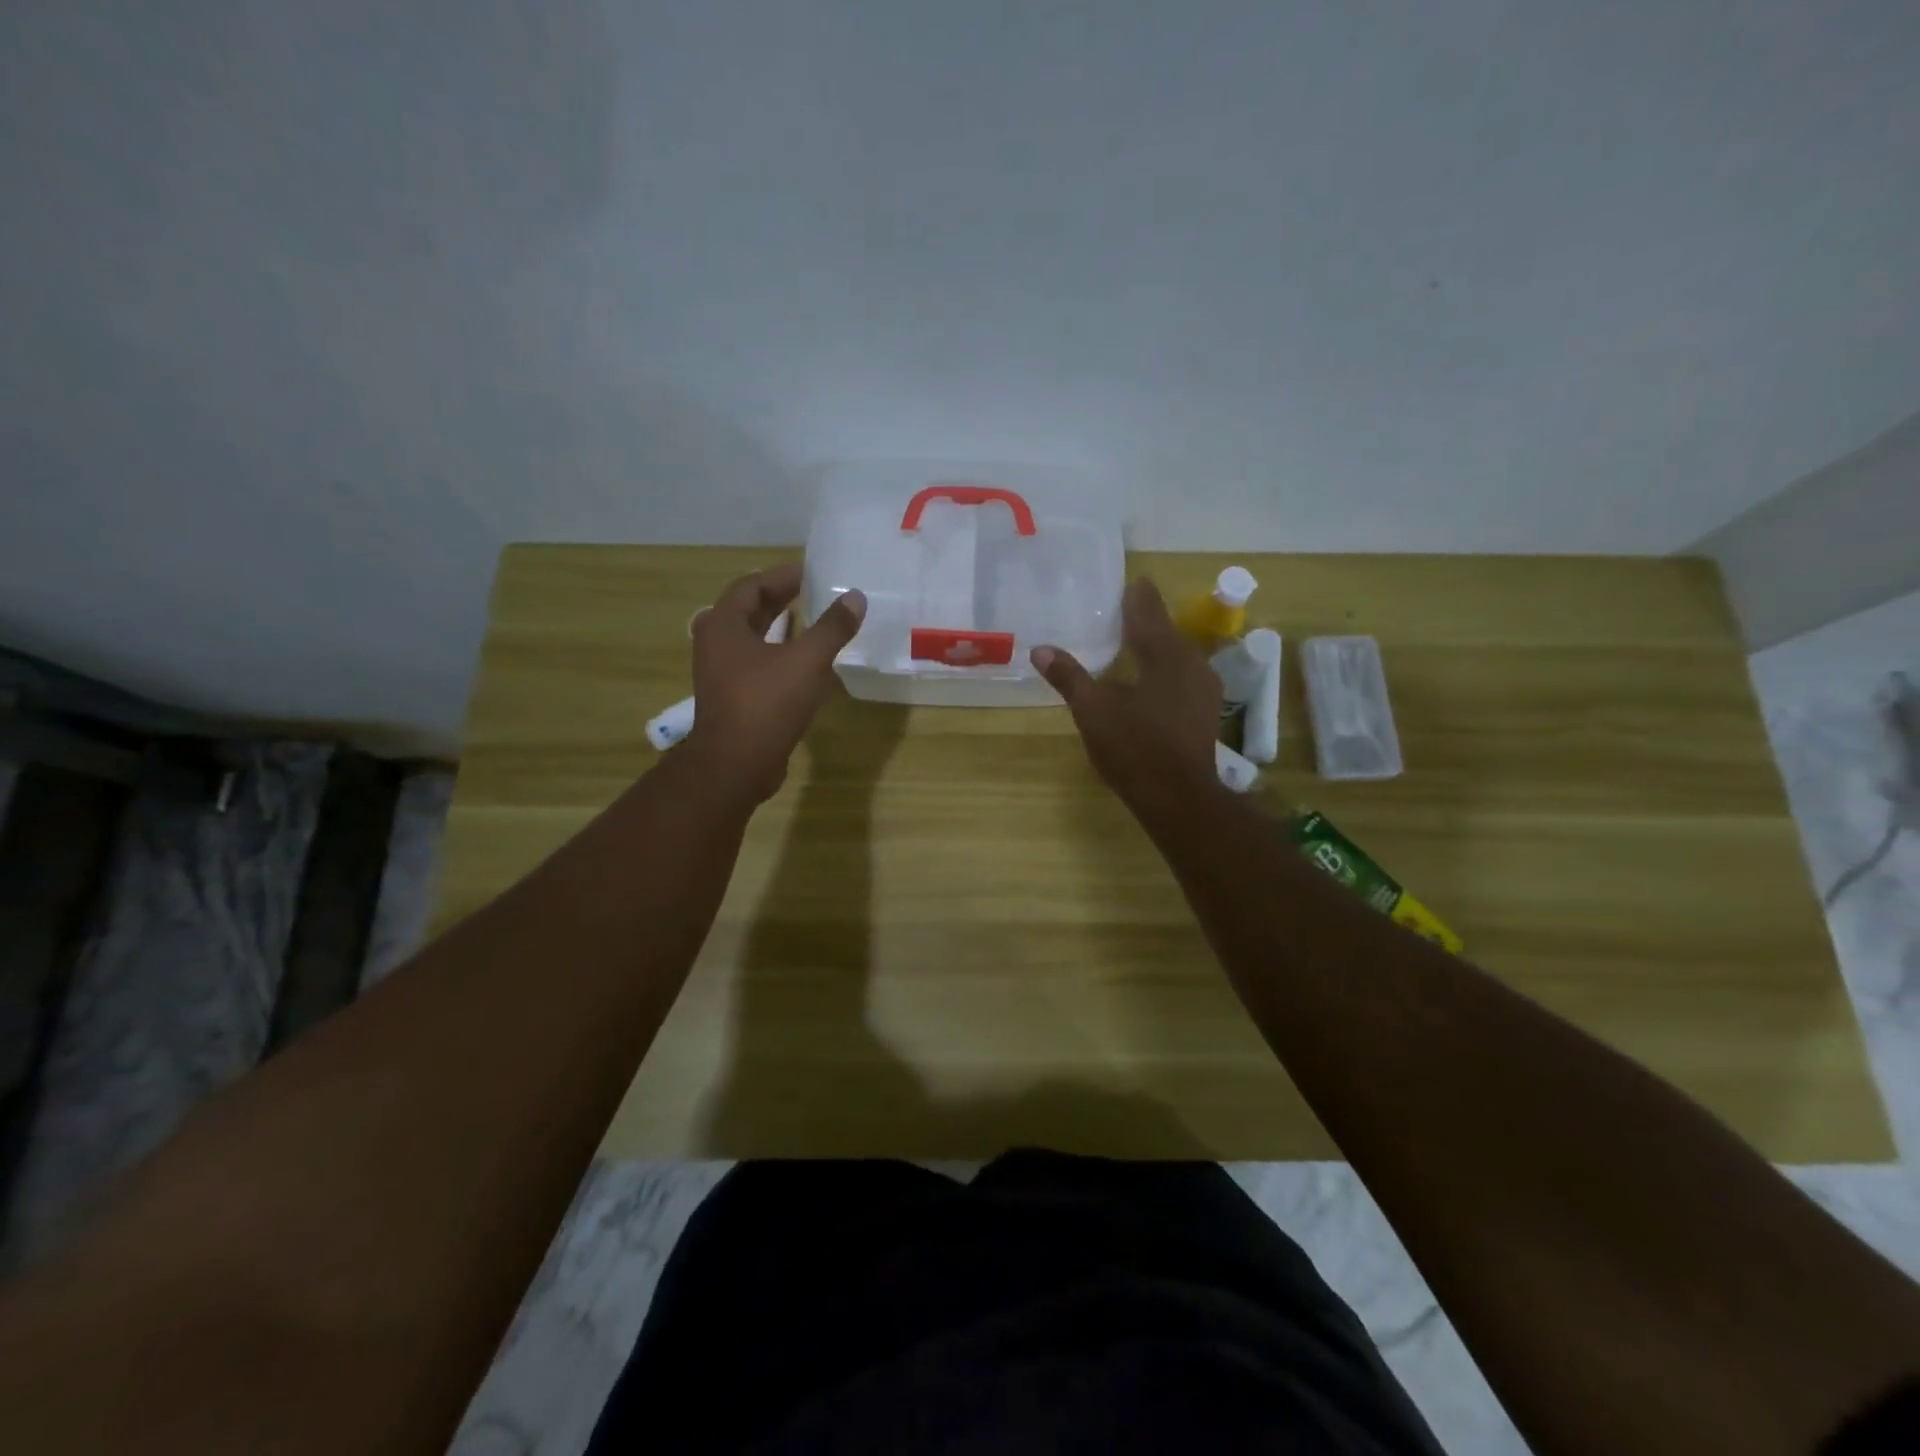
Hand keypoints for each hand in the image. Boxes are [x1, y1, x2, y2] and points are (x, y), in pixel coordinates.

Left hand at [685, 562, 866, 801]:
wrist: (736, 765)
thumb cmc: (766, 704)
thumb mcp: (806, 661)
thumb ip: (832, 627)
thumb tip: (855, 597)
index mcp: (724, 626)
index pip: (750, 586)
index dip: (780, 576)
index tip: (809, 573)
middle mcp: (716, 645)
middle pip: (748, 611)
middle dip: (779, 599)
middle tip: (812, 592)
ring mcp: (721, 674)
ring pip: (751, 640)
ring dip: (778, 627)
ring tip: (811, 622)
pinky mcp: (733, 699)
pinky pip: (756, 665)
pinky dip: (777, 654)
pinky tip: (804, 663)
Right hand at [1031, 578, 1221, 808]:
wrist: (1179, 797)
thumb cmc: (1135, 748)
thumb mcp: (1093, 711)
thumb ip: (1069, 677)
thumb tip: (1040, 649)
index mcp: (1164, 652)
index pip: (1148, 608)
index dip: (1135, 594)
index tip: (1125, 582)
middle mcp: (1191, 661)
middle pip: (1165, 629)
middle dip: (1143, 620)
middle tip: (1118, 612)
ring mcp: (1203, 687)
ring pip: (1176, 653)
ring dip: (1154, 646)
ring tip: (1130, 644)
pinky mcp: (1204, 710)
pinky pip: (1182, 675)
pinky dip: (1163, 669)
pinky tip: (1148, 680)